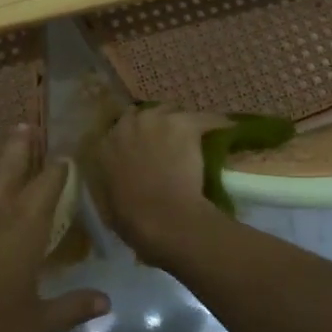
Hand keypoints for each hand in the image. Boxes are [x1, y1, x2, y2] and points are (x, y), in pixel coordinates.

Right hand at [89, 104, 230, 256]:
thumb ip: (109, 184)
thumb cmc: (132, 219)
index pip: (121, 127)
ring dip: (182, 123)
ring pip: (174, 112)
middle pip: (147, 113)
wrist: (162, 218)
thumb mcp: (107, 202)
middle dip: (158, 124)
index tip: (144, 145)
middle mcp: (128, 125)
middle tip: (170, 141)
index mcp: (106, 145)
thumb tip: (118, 183)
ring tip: (196, 136)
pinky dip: (216, 123)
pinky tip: (226, 129)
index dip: (135, 135)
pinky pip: (206, 118)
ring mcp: (157, 121)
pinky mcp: (184, 124)